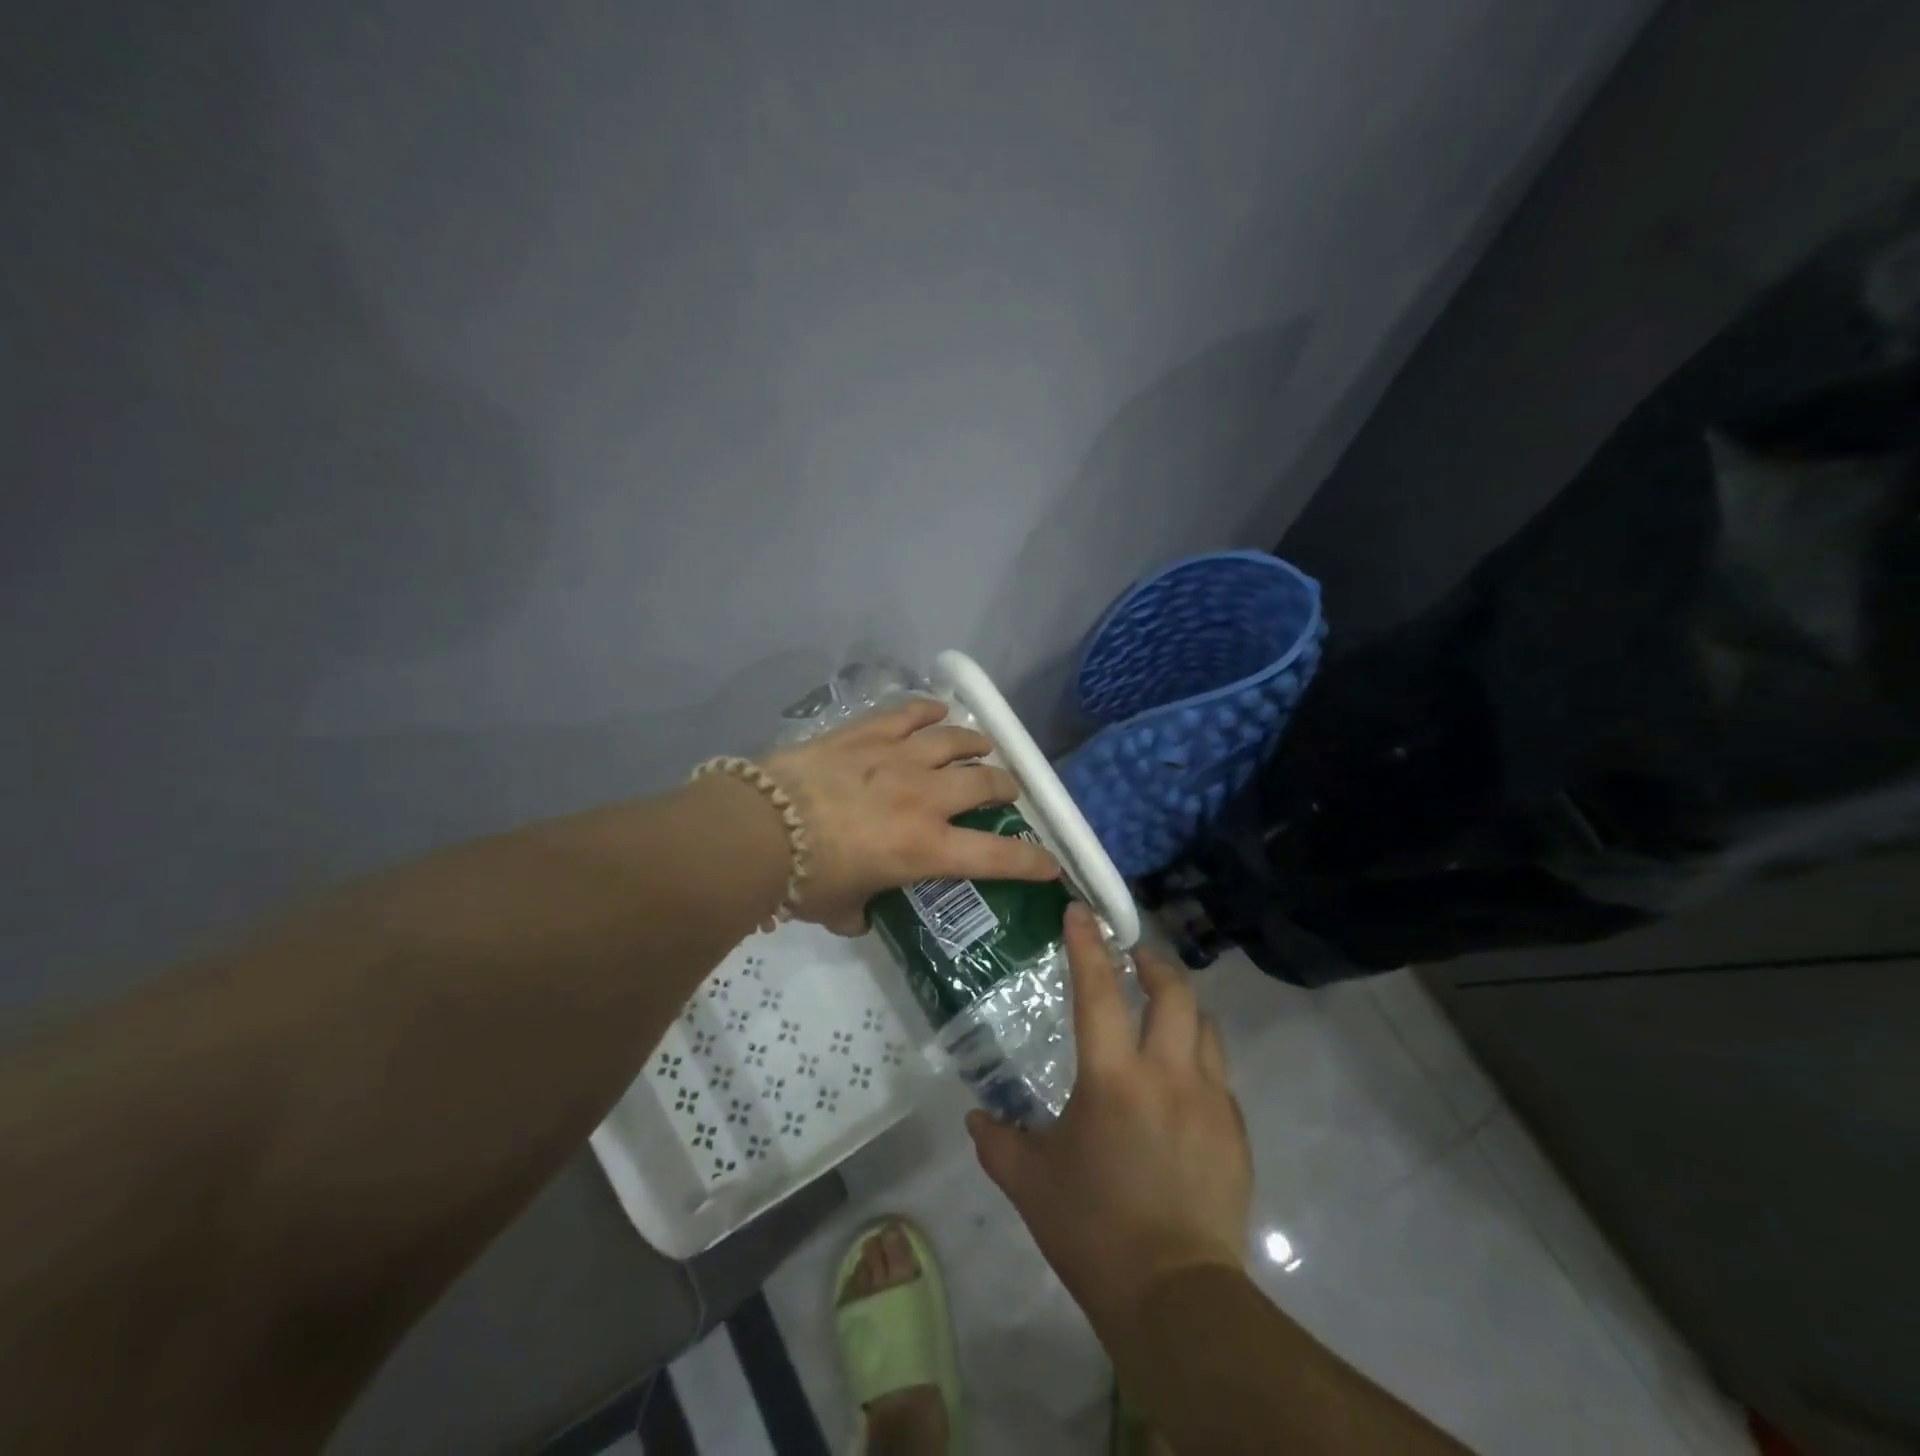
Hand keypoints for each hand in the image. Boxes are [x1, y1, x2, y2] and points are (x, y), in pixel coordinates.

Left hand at [761, 696, 1058, 933]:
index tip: (1052, 864)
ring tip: (981, 745)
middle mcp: (926, 798)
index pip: (997, 858)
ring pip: (955, 741)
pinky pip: (908, 712)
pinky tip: (936, 710)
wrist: (760, 828)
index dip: (1032, 862)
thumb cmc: (805, 878)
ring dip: (975, 743)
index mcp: (926, 849)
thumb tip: (860, 916)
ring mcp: (899, 758)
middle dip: (1005, 787)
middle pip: (985, 783)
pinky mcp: (868, 733)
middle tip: (1006, 790)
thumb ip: (860, 912)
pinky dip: (928, 710)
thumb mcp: (840, 908)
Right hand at [967, 904, 1252, 1334]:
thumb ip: (997, 1141)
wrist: (1176, 1298)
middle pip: (1173, 992)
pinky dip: (1199, 1060)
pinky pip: (1219, 1076)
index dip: (1087, 946)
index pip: (1099, 992)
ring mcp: (1211, 1101)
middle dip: (1153, 963)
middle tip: (1134, 958)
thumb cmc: (1094, 1230)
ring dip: (1182, 1007)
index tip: (1080, 912)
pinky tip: (1180, 1086)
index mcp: (1113, 1078)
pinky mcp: (1235, 1131)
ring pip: (1206, 1027)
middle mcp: (1168, 1074)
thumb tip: (976, 1117)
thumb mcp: (1030, 1183)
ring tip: (1162, 1012)